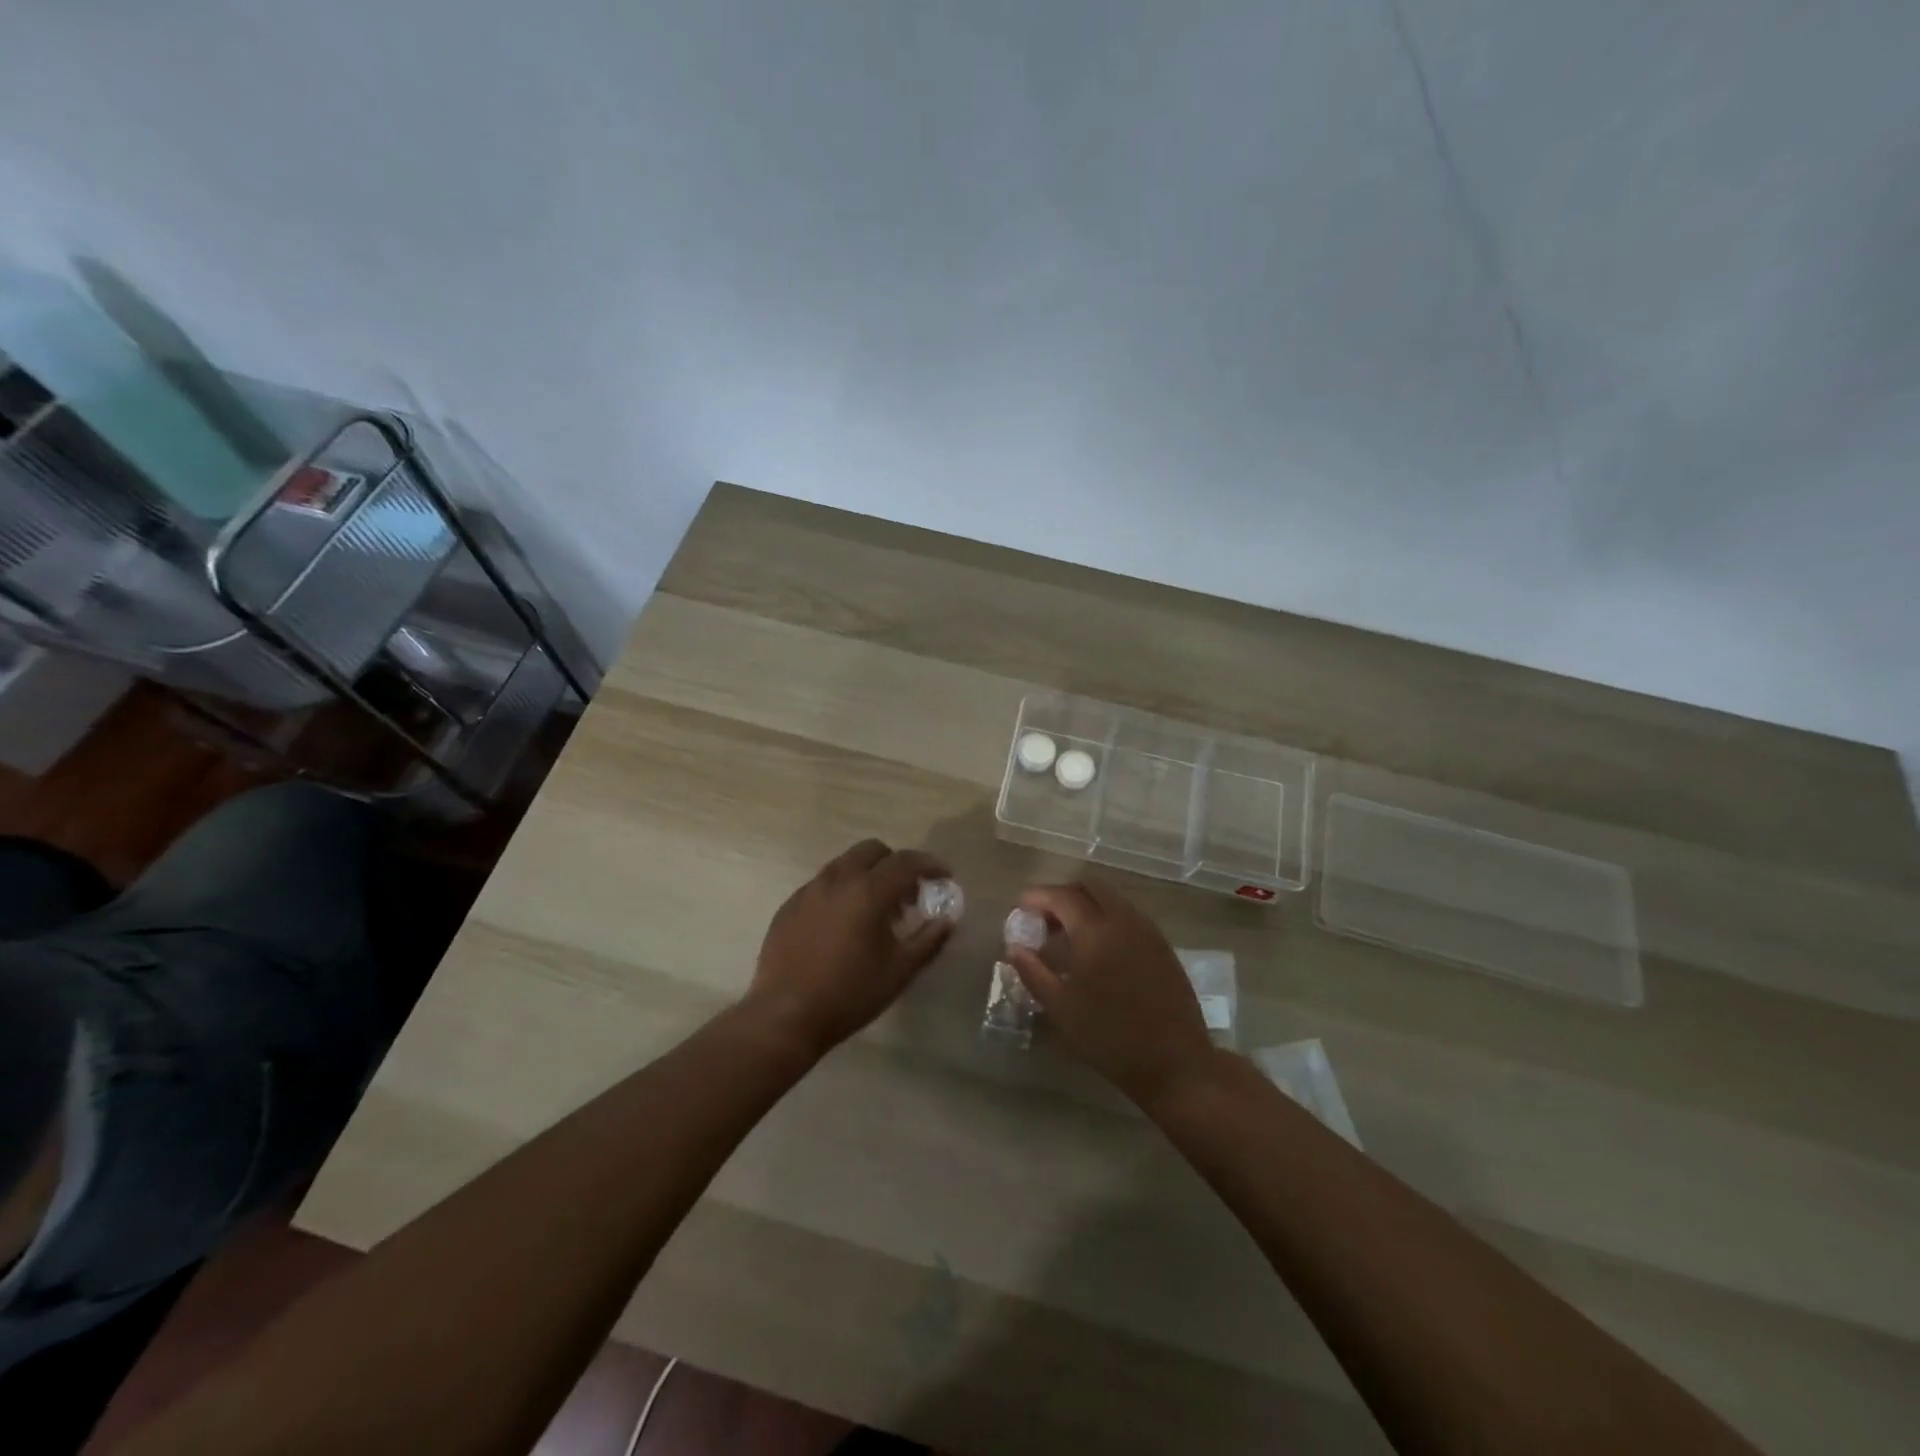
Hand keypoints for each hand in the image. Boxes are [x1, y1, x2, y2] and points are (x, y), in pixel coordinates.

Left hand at [743, 839, 953, 1058]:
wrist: (785, 1016)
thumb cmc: (850, 994)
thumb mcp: (900, 971)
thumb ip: (929, 940)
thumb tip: (947, 920)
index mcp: (867, 891)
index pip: (906, 862)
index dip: (930, 865)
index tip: (944, 877)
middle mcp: (837, 880)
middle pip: (872, 850)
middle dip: (896, 864)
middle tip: (907, 894)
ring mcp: (809, 890)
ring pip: (845, 864)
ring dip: (867, 875)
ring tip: (876, 911)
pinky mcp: (789, 906)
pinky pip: (822, 884)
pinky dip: (842, 891)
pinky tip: (844, 924)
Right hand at [1007, 880, 1218, 1109]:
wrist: (1175, 1062)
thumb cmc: (1110, 1037)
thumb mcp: (1061, 1009)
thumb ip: (1033, 972)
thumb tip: (1015, 947)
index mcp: (1095, 930)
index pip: (1062, 896)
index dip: (1038, 896)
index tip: (1021, 907)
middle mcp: (1123, 919)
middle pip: (1090, 886)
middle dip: (1063, 894)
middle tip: (1045, 918)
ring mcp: (1147, 930)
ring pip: (1112, 898)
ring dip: (1087, 905)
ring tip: (1069, 934)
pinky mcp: (1162, 945)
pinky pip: (1128, 915)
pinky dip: (1107, 917)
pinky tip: (1099, 948)